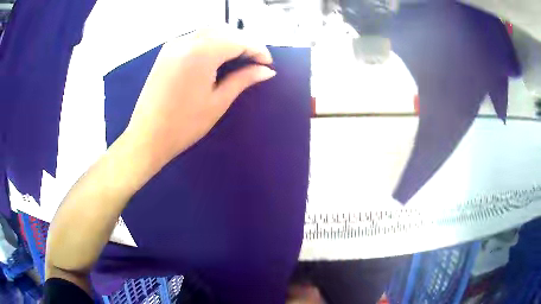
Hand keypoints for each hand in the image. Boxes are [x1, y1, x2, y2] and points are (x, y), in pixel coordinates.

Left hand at [125, 27, 275, 165]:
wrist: (146, 137)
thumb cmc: (184, 125)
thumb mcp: (218, 102)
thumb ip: (243, 79)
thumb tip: (267, 71)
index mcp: (201, 53)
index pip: (238, 40)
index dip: (258, 50)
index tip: (268, 64)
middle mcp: (187, 41)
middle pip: (224, 30)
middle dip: (244, 41)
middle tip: (255, 61)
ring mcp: (174, 44)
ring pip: (209, 30)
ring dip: (228, 39)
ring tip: (238, 58)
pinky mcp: (166, 51)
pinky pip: (194, 37)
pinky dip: (211, 41)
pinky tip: (216, 57)